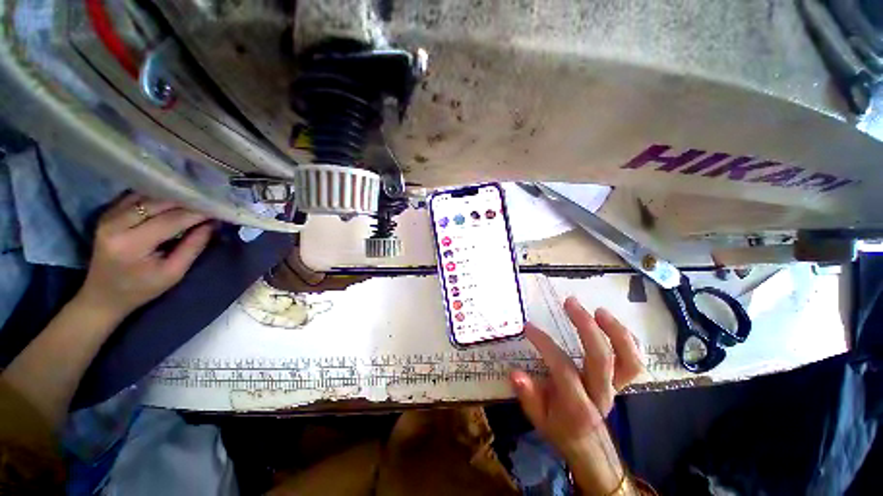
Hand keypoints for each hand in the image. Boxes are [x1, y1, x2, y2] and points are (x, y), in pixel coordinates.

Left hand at [76, 193, 212, 321]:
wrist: (102, 296)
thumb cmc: (141, 289)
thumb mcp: (173, 273)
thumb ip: (193, 247)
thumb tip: (212, 224)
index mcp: (132, 244)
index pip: (171, 220)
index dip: (197, 213)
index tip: (218, 210)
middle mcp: (115, 225)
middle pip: (157, 203)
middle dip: (186, 202)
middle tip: (208, 203)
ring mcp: (108, 217)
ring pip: (146, 196)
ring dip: (171, 197)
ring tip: (193, 201)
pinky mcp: (106, 214)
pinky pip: (135, 197)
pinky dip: (156, 197)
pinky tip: (170, 201)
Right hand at [510, 297, 643, 493]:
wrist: (587, 443)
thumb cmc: (559, 428)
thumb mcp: (538, 418)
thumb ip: (528, 396)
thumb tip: (515, 373)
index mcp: (576, 406)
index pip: (563, 369)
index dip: (545, 345)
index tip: (529, 327)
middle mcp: (600, 395)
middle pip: (601, 359)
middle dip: (586, 327)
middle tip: (570, 303)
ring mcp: (615, 388)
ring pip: (627, 361)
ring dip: (616, 332)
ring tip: (598, 310)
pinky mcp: (621, 382)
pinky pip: (632, 361)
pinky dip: (626, 340)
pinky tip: (610, 321)